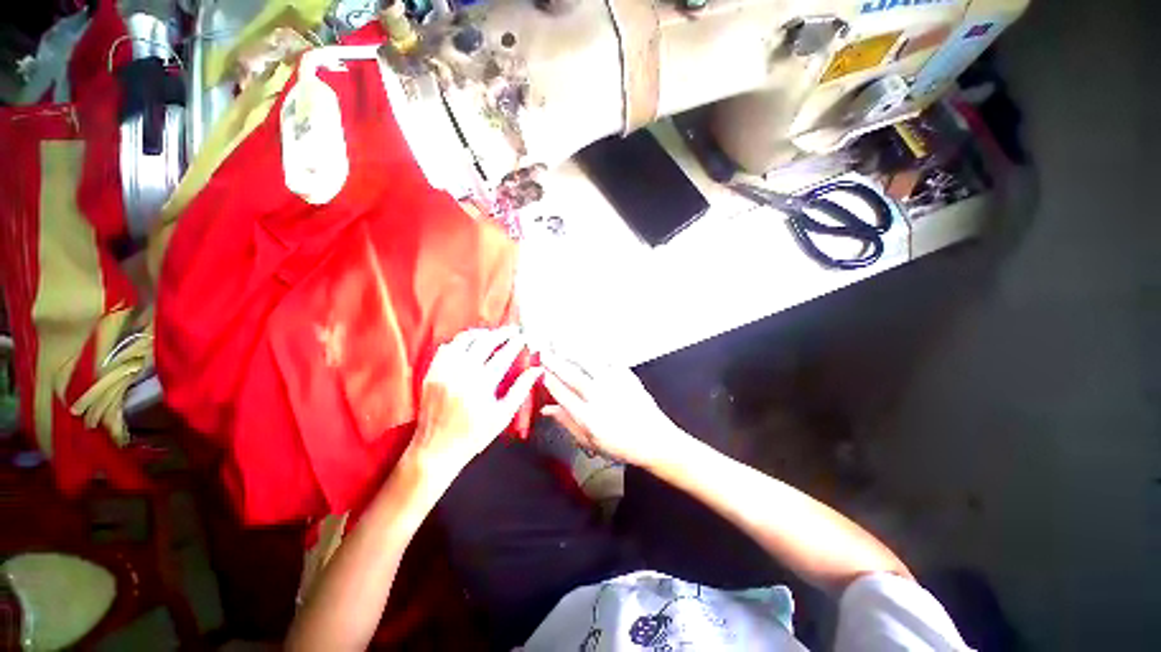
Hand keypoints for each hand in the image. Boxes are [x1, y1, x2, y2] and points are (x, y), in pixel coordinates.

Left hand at [408, 327, 541, 483]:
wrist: (436, 449)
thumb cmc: (474, 435)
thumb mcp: (503, 415)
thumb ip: (521, 389)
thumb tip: (537, 370)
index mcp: (481, 384)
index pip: (503, 355)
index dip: (515, 343)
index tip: (523, 337)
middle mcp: (461, 373)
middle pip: (484, 342)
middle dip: (501, 333)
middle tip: (512, 331)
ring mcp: (444, 371)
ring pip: (463, 340)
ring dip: (481, 334)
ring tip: (492, 335)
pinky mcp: (431, 373)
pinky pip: (446, 348)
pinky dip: (459, 342)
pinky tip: (468, 345)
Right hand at [540, 352, 682, 468]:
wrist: (654, 439)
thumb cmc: (622, 445)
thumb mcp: (589, 441)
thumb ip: (567, 423)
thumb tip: (547, 409)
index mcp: (589, 417)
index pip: (562, 393)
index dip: (548, 380)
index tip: (539, 372)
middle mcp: (600, 397)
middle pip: (572, 375)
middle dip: (554, 362)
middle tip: (543, 352)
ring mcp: (614, 384)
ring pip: (588, 362)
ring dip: (572, 351)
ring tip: (560, 342)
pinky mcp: (626, 376)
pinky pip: (607, 359)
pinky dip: (594, 352)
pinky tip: (586, 348)